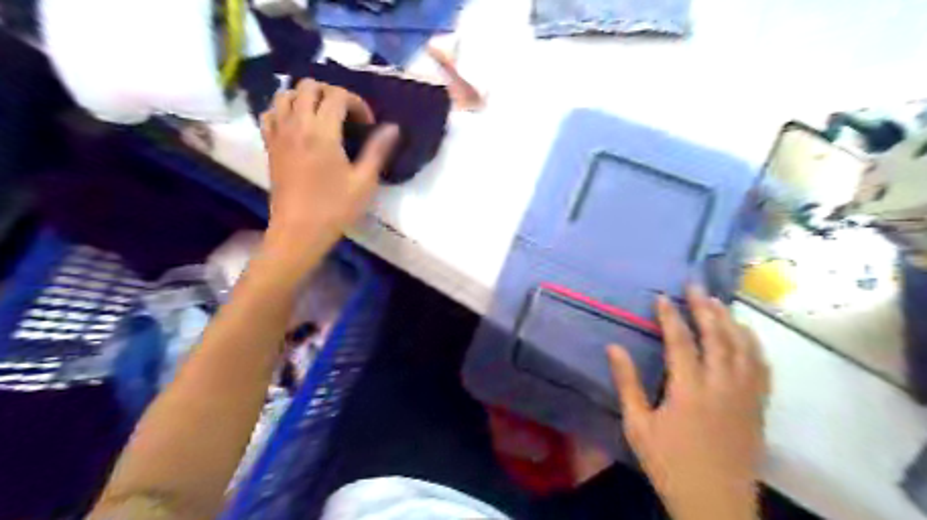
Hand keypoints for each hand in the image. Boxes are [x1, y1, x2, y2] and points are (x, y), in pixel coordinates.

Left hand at [256, 79, 398, 256]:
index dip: (357, 103)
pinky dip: (285, 110)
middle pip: (308, 86)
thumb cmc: (335, 208)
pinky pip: (271, 113)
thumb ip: (378, 150)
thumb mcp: (364, 182)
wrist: (299, 231)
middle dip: (331, 93)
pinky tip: (299, 126)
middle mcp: (296, 125)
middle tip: (347, 116)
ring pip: (286, 94)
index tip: (367, 124)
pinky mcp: (270, 145)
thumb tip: (392, 127)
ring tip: (323, 117)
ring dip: (306, 97)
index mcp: (322, 132)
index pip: (337, 95)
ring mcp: (279, 134)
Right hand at [611, 287, 768, 518]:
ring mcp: (745, 395)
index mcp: (689, 389)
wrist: (715, 502)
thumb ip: (627, 383)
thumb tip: (614, 348)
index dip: (670, 316)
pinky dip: (753, 345)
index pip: (680, 341)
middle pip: (717, 337)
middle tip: (695, 286)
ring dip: (730, 321)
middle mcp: (721, 385)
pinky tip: (746, 335)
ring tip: (719, 302)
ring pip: (743, 348)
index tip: (662, 297)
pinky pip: (761, 368)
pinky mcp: (758, 407)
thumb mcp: (638, 425)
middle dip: (705, 307)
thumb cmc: (669, 463)